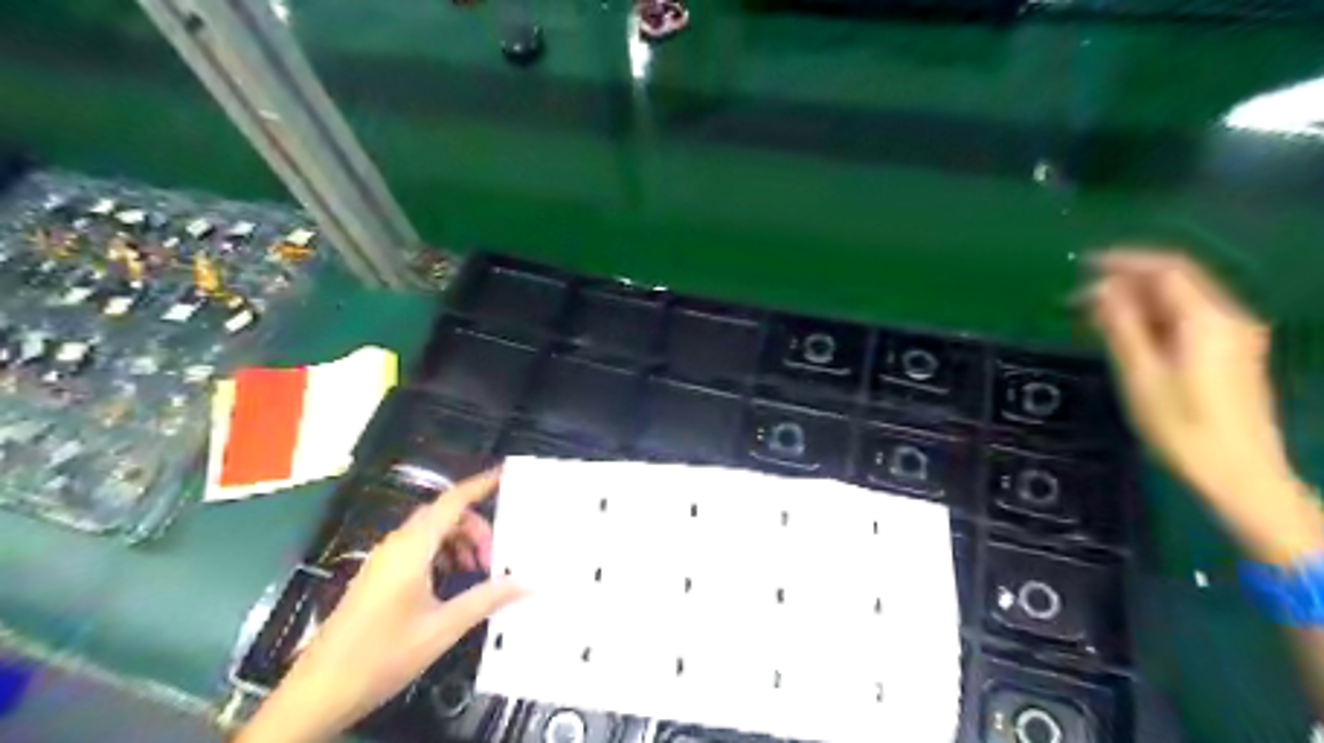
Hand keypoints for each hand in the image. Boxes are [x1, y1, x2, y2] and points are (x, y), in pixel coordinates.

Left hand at [239, 474, 522, 739]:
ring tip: (479, 572)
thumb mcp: (442, 628)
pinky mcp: (378, 576)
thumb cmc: (382, 655)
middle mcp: (397, 544)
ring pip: (431, 532)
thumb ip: (487, 599)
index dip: (481, 484)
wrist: (318, 693)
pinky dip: (443, 554)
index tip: (507, 474)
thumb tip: (527, 582)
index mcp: (412, 548)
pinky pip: (418, 549)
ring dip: (460, 542)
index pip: (453, 501)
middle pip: (444, 515)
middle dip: (476, 526)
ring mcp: (384, 560)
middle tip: (497, 556)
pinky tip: (454, 582)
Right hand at [1093, 250, 1319, 561]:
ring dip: (1135, 302)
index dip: (1123, 261)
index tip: (1082, 264)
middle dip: (1124, 283)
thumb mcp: (1142, 374)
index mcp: (1207, 319)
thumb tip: (1099, 290)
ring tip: (1092, 317)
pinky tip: (1125, 334)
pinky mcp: (1230, 355)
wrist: (1239, 473)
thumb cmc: (1183, 427)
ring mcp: (1233, 337)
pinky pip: (1186, 321)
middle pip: (1174, 282)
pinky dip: (1152, 319)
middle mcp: (1227, 319)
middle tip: (1078, 299)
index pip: (1165, 269)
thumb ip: (1120, 326)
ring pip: (1179, 302)